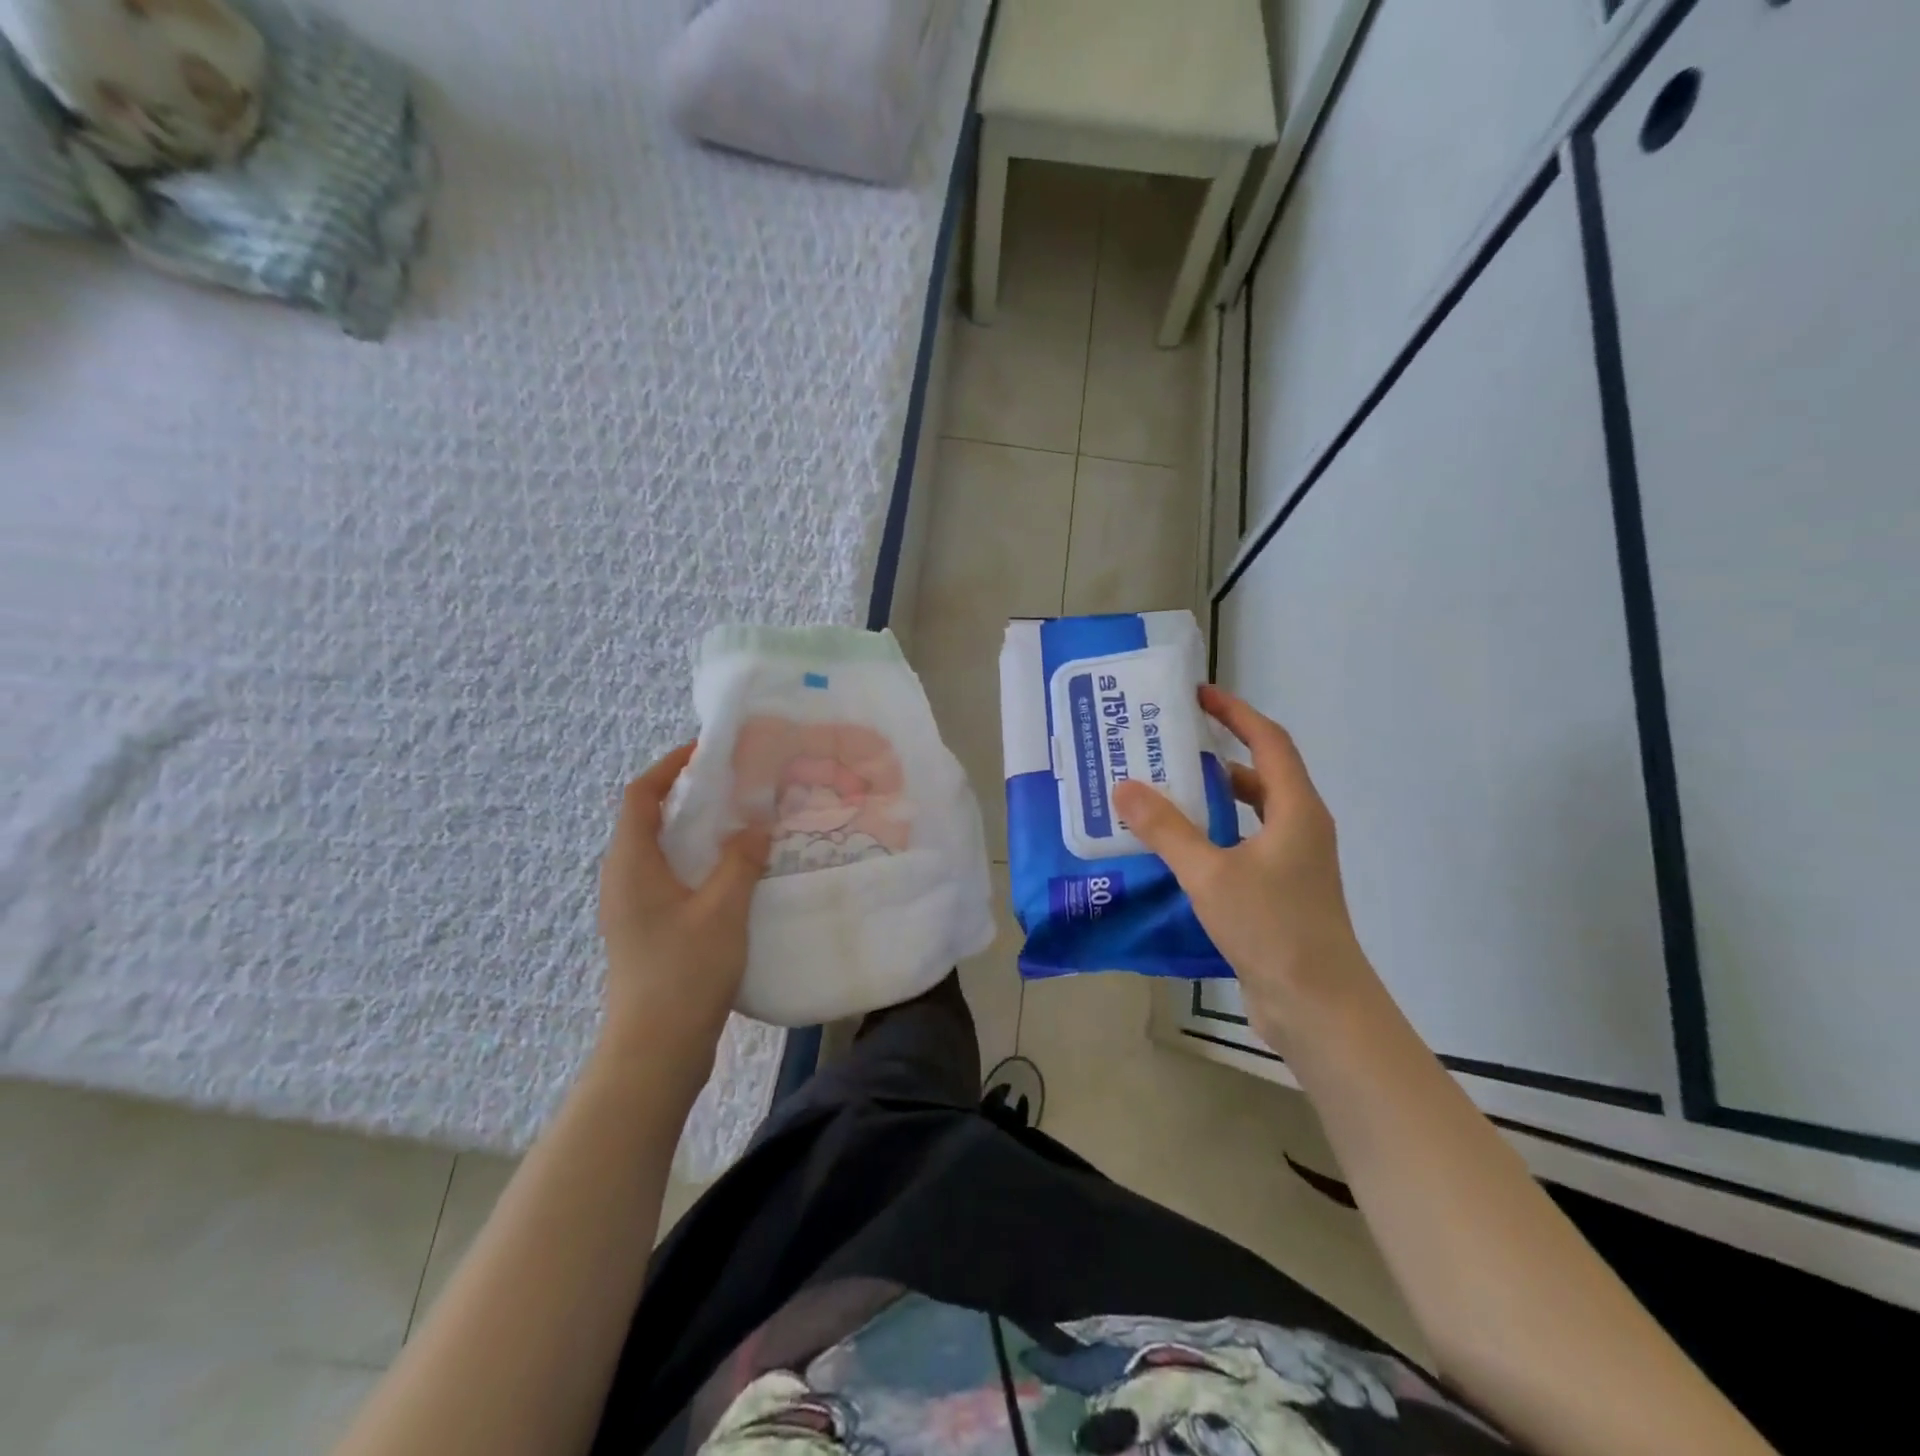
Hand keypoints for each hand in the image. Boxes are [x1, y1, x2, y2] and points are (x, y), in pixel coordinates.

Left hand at [596, 743, 770, 1084]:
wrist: (655, 1050)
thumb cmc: (684, 971)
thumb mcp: (723, 909)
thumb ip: (741, 860)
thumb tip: (757, 825)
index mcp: (631, 863)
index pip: (640, 795)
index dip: (669, 766)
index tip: (707, 751)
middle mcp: (624, 879)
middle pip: (649, 818)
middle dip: (689, 795)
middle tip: (736, 785)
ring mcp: (634, 907)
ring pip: (662, 851)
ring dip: (697, 831)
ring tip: (742, 824)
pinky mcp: (648, 930)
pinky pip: (672, 878)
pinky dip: (699, 862)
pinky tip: (735, 874)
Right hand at [1111, 686, 1365, 1040]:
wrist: (1318, 1006)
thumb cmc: (1272, 928)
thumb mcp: (1210, 874)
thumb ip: (1166, 830)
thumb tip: (1124, 787)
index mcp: (1295, 810)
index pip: (1268, 741)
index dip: (1235, 713)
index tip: (1198, 695)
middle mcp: (1299, 828)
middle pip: (1259, 774)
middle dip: (1216, 755)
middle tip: (1167, 746)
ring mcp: (1292, 863)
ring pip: (1249, 813)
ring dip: (1211, 799)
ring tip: (1162, 792)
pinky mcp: (1279, 892)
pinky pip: (1241, 845)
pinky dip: (1212, 836)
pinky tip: (1176, 849)